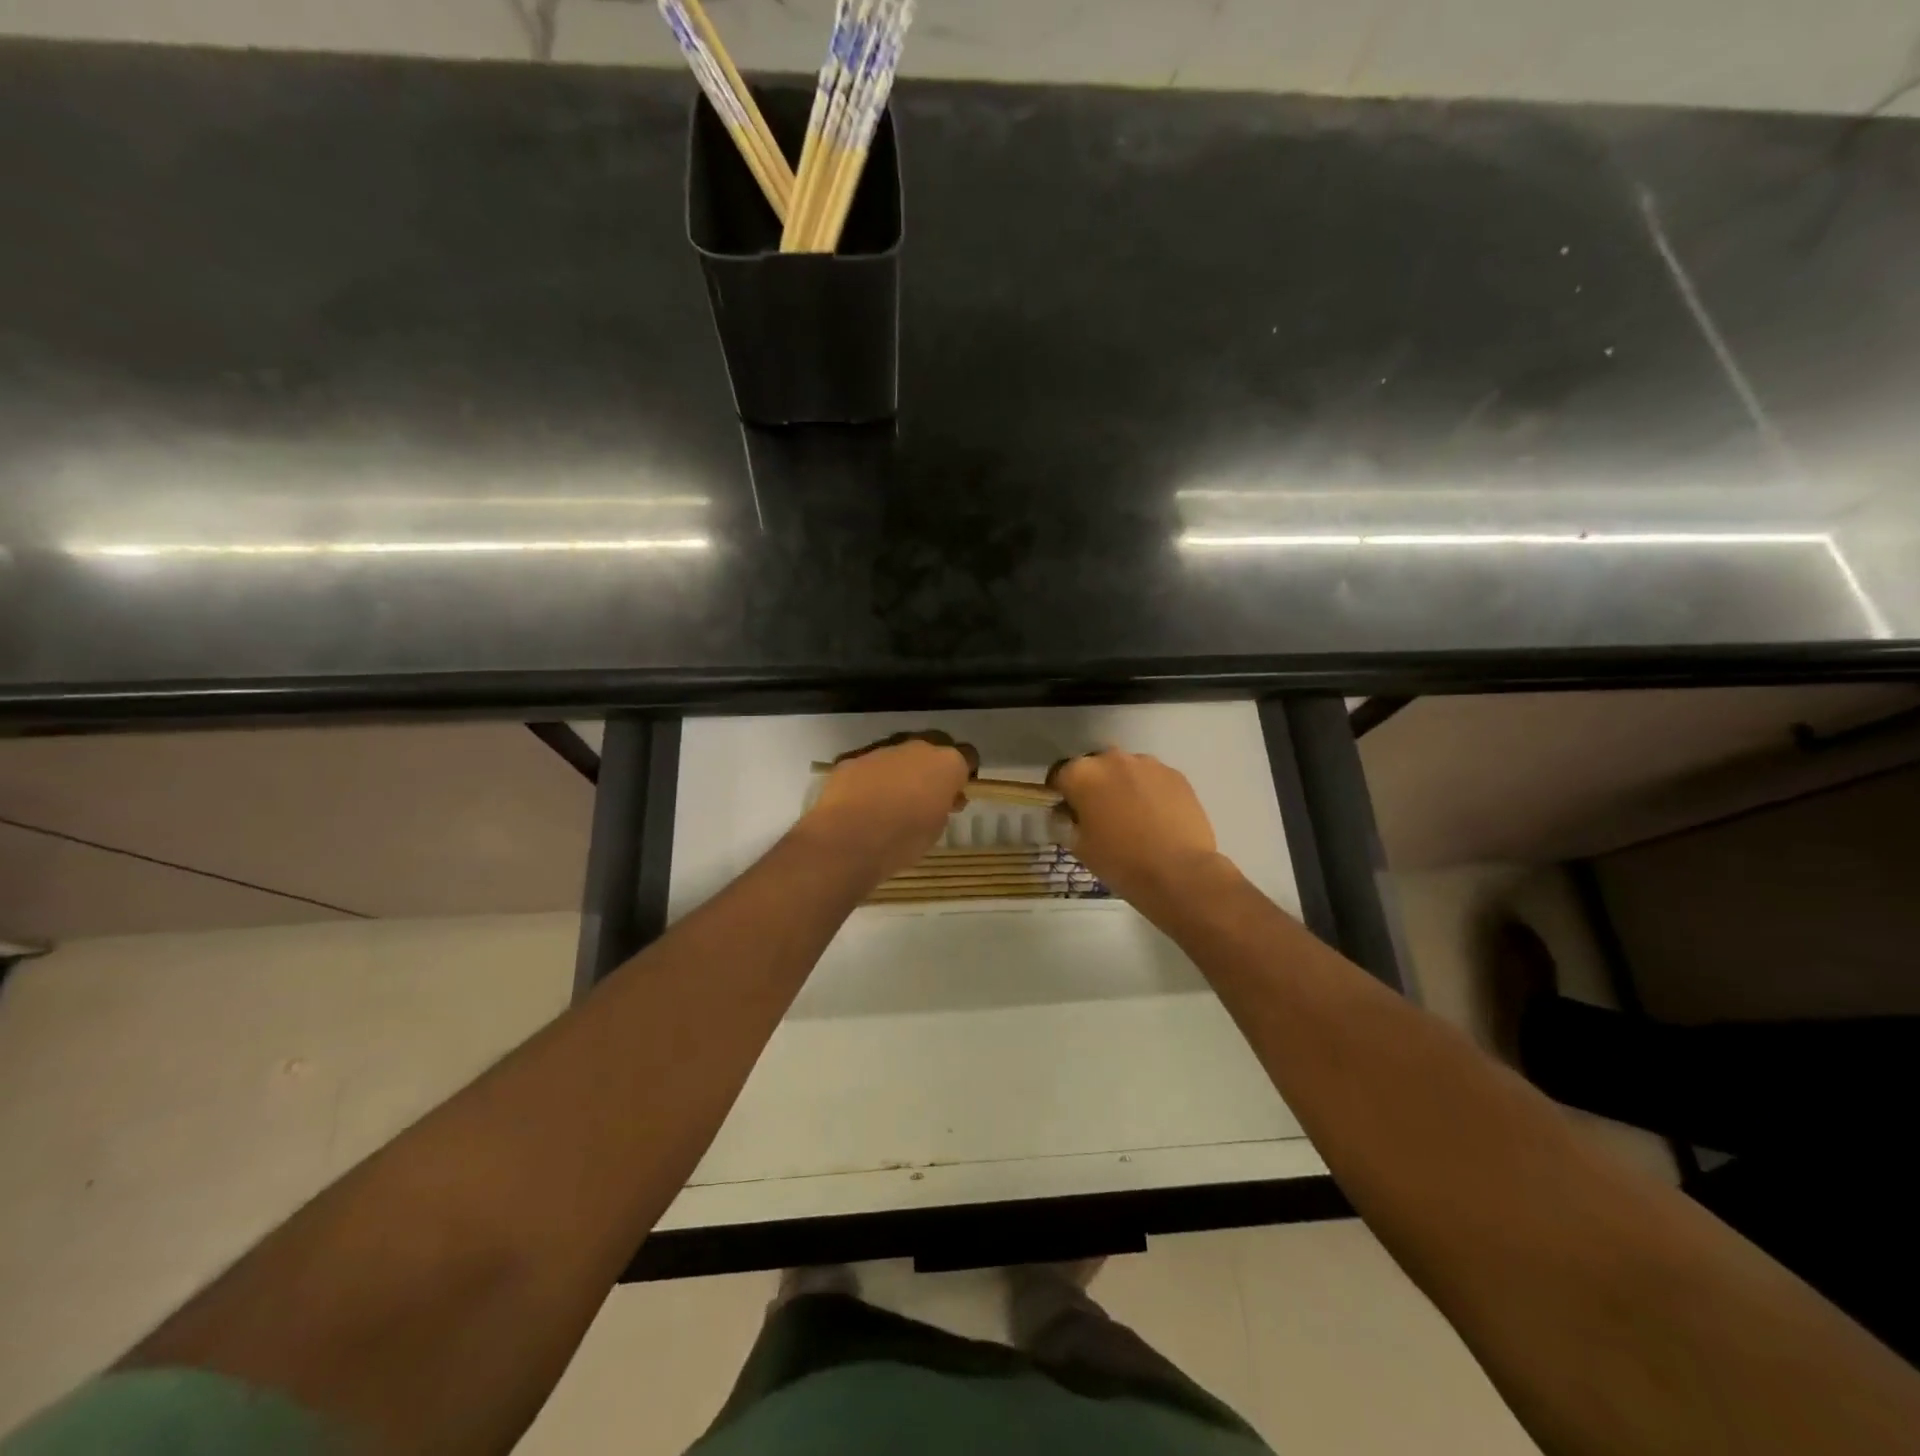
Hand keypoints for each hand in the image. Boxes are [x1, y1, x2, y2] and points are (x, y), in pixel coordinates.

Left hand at [799, 731, 976, 882]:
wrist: (848, 839)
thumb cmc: (903, 839)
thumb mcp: (936, 829)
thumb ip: (944, 806)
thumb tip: (944, 799)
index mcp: (946, 764)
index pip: (968, 756)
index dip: (963, 775)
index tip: (956, 794)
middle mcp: (917, 748)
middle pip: (933, 748)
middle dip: (932, 768)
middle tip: (926, 796)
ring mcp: (882, 750)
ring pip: (899, 755)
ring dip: (901, 772)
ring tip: (891, 802)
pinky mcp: (853, 759)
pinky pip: (870, 766)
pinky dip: (872, 779)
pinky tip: (864, 803)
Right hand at [1048, 750, 1223, 911]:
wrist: (1179, 872)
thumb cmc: (1120, 861)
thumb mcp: (1079, 846)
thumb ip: (1066, 822)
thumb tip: (1066, 813)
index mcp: (1082, 774)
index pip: (1060, 775)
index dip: (1060, 793)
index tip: (1066, 812)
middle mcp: (1112, 759)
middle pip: (1095, 767)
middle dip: (1093, 786)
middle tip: (1100, 815)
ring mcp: (1147, 764)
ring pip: (1126, 770)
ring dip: (1122, 786)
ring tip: (1132, 817)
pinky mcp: (1175, 774)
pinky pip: (1152, 778)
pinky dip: (1149, 791)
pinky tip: (1156, 818)